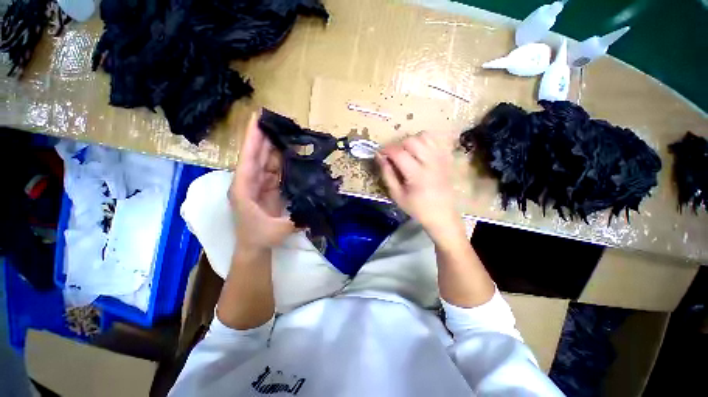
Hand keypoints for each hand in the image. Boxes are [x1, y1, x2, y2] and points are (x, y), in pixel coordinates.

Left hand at [229, 111, 294, 252]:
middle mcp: (249, 182)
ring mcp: (259, 184)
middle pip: (257, 155)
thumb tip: (312, 210)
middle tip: (277, 121)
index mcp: (244, 188)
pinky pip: (274, 170)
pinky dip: (281, 161)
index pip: (248, 159)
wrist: (255, 246)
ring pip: (266, 161)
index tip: (257, 118)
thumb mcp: (277, 231)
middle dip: (265, 137)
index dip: (252, 138)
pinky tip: (290, 152)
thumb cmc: (260, 238)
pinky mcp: (268, 188)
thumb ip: (294, 221)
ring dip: (275, 147)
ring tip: (286, 133)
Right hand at [377, 132, 459, 240]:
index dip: (386, 150)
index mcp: (417, 174)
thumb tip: (379, 157)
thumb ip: (387, 174)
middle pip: (412, 140)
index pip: (398, 152)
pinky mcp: (447, 159)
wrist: (442, 215)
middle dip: (398, 145)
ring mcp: (441, 159)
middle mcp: (431, 162)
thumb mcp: (397, 195)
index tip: (380, 154)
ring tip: (408, 154)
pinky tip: (420, 153)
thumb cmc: (417, 208)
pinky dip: (425, 142)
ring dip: (412, 142)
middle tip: (394, 157)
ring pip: (424, 136)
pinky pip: (436, 141)